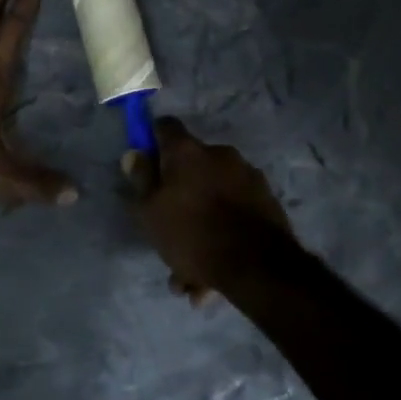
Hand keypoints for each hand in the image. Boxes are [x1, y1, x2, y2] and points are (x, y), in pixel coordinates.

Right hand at [122, 117, 294, 303]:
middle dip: (180, 194)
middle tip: (169, 229)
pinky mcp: (266, 199)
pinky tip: (213, 273)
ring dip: (202, 222)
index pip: (165, 126)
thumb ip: (141, 180)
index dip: (153, 140)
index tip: (147, 163)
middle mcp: (219, 153)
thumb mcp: (151, 211)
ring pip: (214, 195)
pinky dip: (224, 232)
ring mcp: (247, 175)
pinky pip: (235, 211)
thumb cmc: (192, 234)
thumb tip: (134, 154)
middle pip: (192, 165)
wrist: (257, 266)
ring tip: (191, 272)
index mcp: (187, 151)